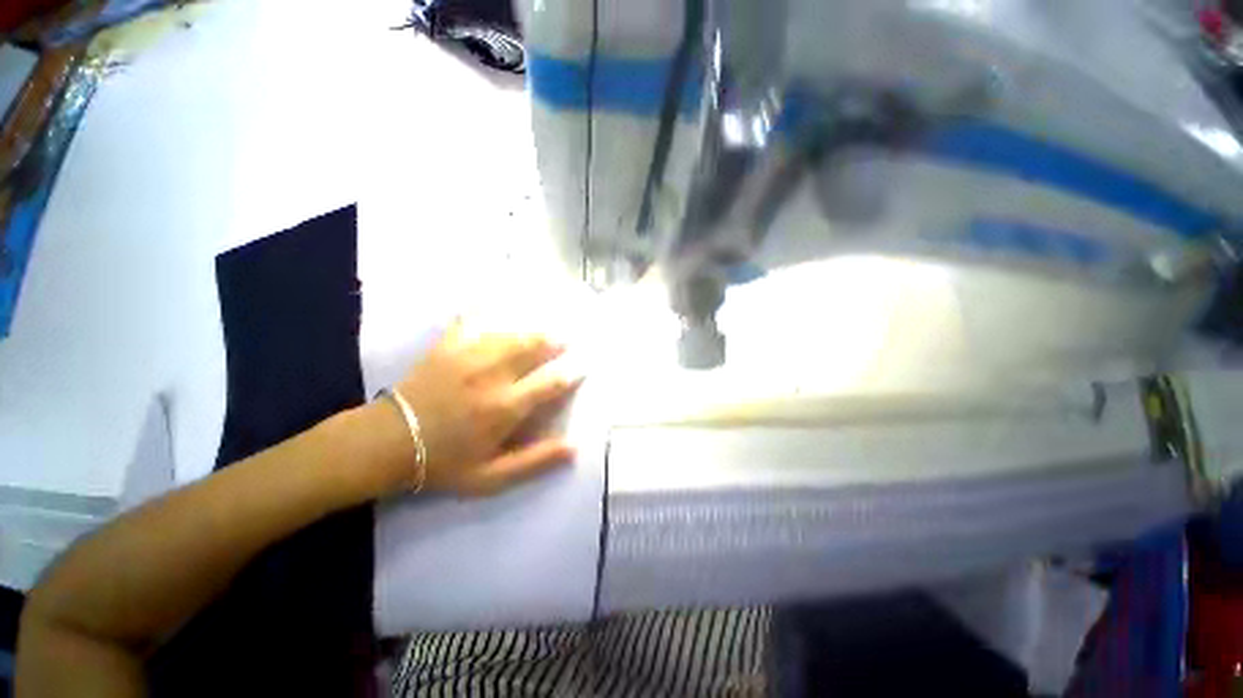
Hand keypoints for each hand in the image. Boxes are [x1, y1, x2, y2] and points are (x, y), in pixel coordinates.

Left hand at [392, 321, 581, 496]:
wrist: (388, 444)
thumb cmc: (445, 462)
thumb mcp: (492, 477)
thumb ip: (534, 461)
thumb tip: (573, 447)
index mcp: (507, 407)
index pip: (551, 383)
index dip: (571, 374)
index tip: (582, 367)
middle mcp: (493, 376)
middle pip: (533, 349)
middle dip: (554, 343)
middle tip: (566, 339)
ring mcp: (469, 357)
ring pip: (510, 334)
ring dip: (531, 331)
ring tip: (544, 327)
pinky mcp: (447, 347)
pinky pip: (469, 321)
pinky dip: (483, 309)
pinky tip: (492, 298)